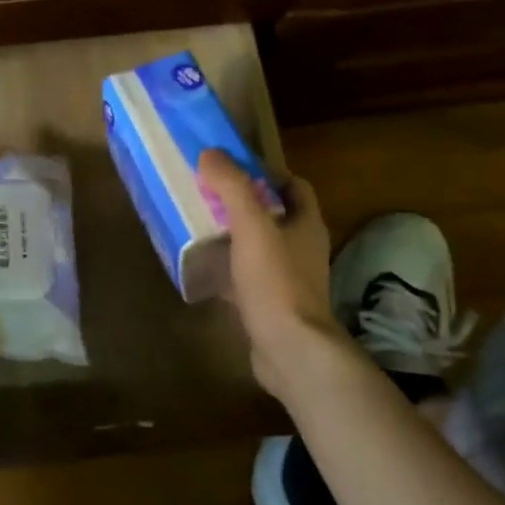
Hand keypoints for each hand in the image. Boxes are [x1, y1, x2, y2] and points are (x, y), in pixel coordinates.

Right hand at [198, 149, 344, 396]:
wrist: (290, 350)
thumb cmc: (276, 281)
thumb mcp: (252, 226)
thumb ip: (232, 187)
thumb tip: (210, 153)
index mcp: (306, 224)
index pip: (294, 185)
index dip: (266, 173)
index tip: (232, 167)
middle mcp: (301, 248)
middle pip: (273, 215)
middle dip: (242, 203)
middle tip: (206, 194)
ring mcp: (287, 279)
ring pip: (257, 247)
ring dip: (232, 236)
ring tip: (198, 225)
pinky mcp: (270, 304)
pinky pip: (245, 277)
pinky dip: (226, 270)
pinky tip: (201, 268)